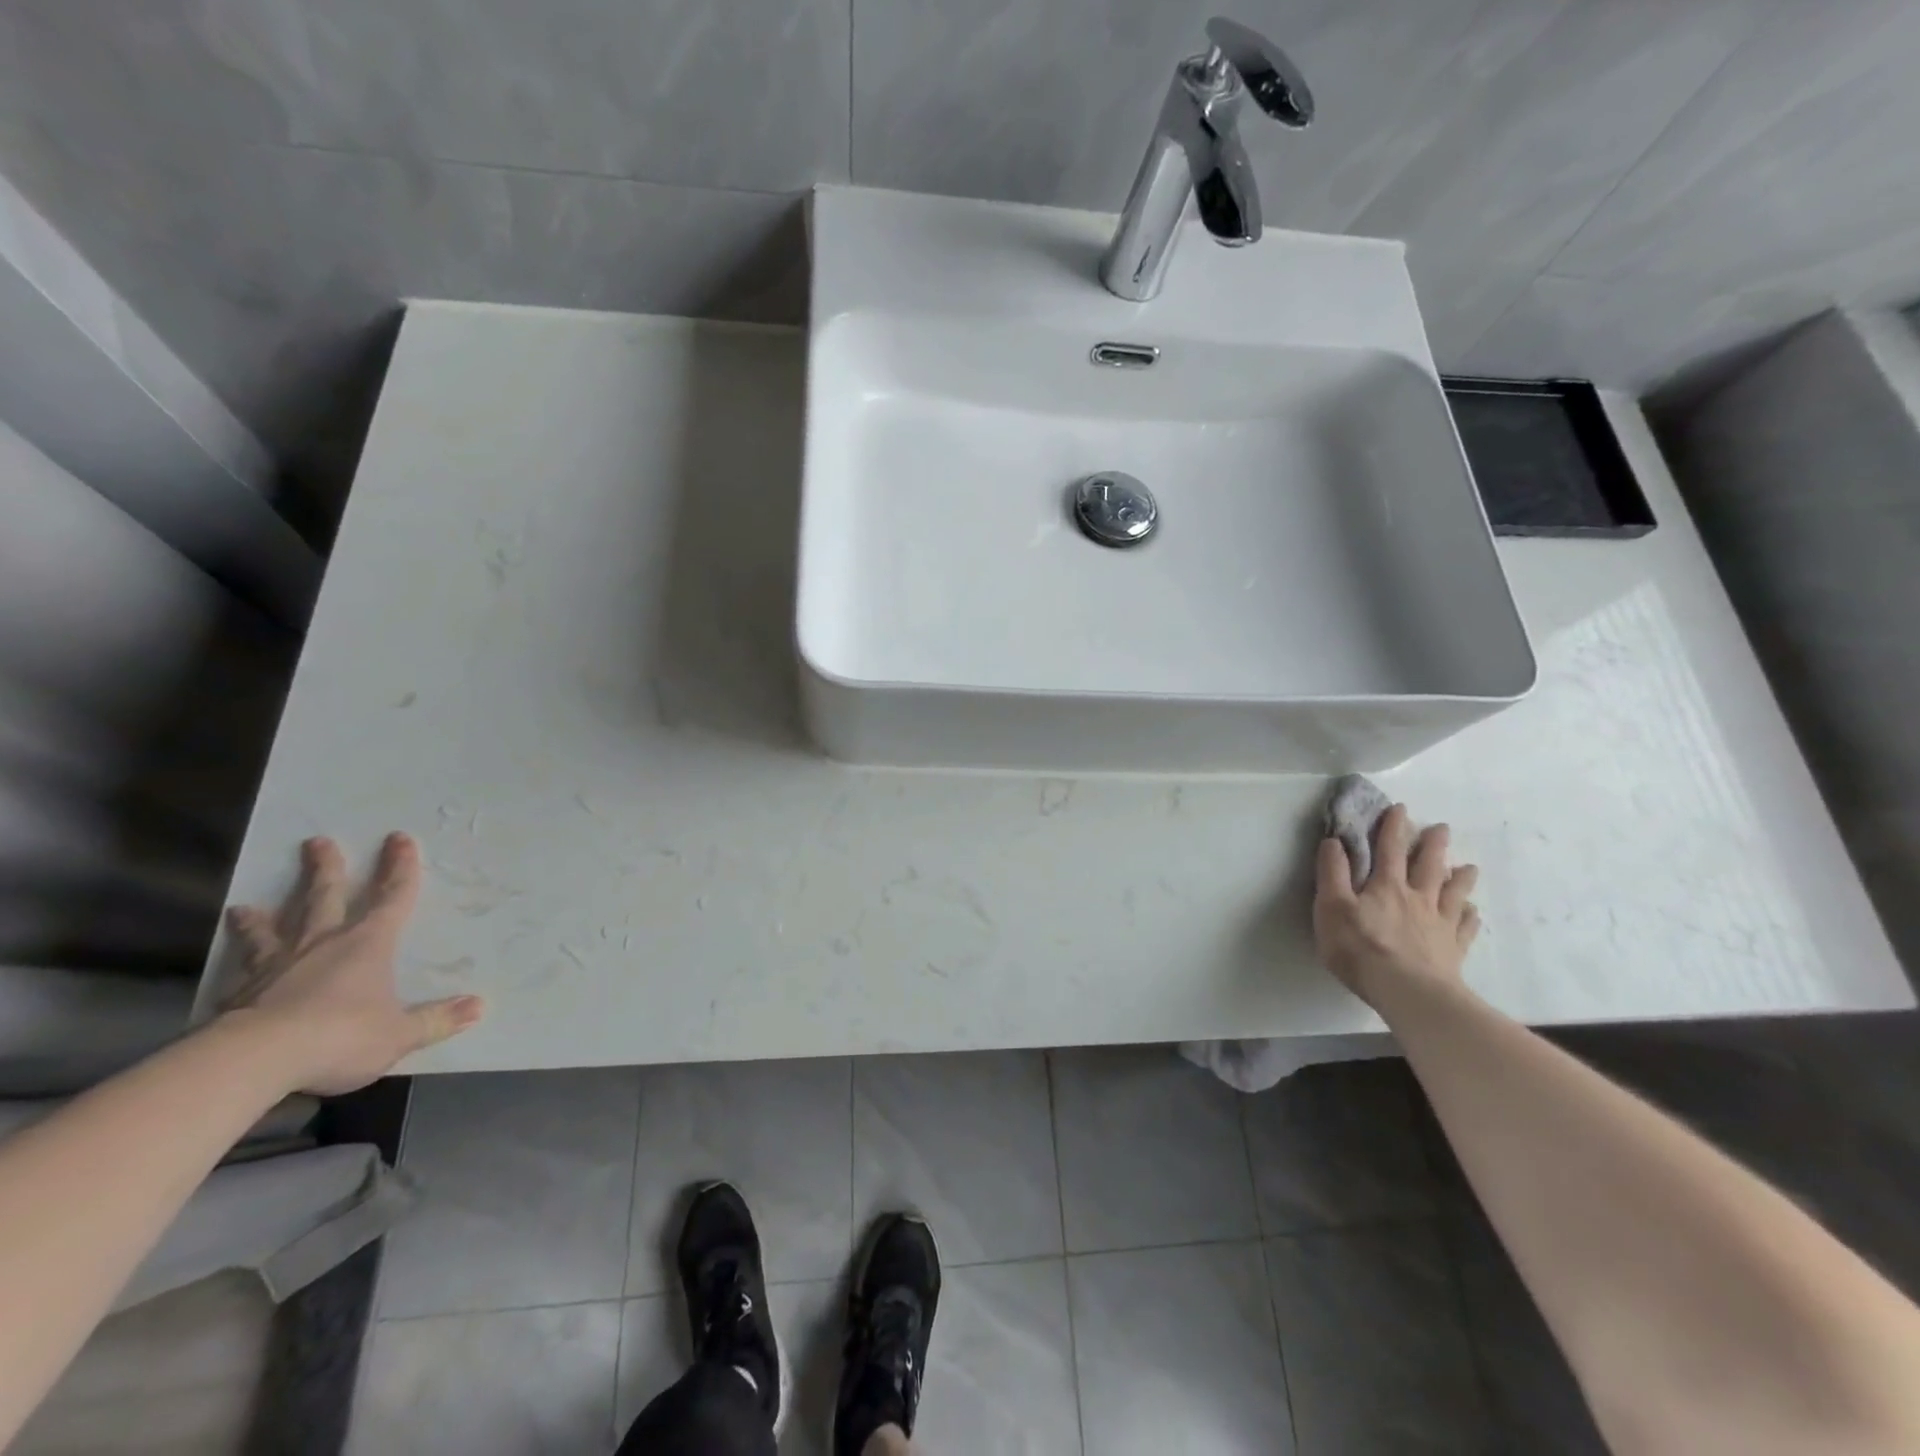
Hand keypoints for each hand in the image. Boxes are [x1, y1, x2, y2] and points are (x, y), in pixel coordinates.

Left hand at [222, 834, 483, 1094]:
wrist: (254, 1060)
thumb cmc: (339, 1036)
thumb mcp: (399, 1034)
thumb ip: (437, 1020)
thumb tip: (479, 1006)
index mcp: (368, 944)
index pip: (392, 897)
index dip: (399, 868)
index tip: (399, 839)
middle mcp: (322, 943)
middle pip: (324, 897)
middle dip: (326, 869)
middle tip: (317, 842)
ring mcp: (277, 965)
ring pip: (273, 929)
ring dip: (263, 917)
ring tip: (245, 906)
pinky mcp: (240, 992)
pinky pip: (240, 967)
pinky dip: (235, 961)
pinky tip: (226, 966)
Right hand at [1313, 804, 1480, 1008]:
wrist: (1408, 992)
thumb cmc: (1361, 948)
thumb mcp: (1332, 907)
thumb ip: (1332, 873)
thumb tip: (1333, 841)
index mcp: (1385, 886)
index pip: (1388, 849)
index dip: (1392, 827)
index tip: (1400, 808)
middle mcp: (1417, 898)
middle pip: (1428, 866)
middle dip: (1432, 845)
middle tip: (1442, 828)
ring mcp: (1439, 924)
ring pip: (1453, 893)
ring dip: (1460, 877)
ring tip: (1468, 867)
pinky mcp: (1452, 950)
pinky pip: (1464, 928)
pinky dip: (1470, 917)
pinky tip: (1473, 913)